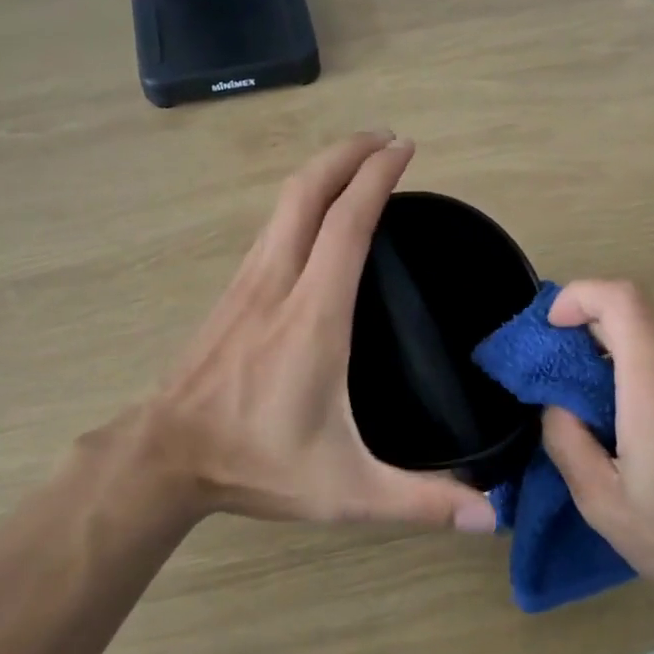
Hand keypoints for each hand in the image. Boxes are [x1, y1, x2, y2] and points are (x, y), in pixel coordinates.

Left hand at [136, 132, 499, 532]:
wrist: (164, 457)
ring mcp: (247, 283)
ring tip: (357, 165)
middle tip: (386, 139)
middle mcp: (277, 283)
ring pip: (283, 205)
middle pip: (307, 192)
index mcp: (313, 317)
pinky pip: (270, 229)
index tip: (404, 149)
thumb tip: (489, 514)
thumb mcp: (346, 491)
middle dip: (347, 152)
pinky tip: (316, 219)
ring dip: (322, 172)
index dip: (376, 178)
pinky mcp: (230, 294)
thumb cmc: (255, 464)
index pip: (347, 224)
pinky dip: (300, 203)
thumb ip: (419, 502)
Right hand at [540, 280, 653, 625]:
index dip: (581, 296)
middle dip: (588, 342)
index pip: (623, 300)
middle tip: (563, 390)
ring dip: (619, 370)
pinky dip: (648, 385)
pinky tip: (646, 441)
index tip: (553, 328)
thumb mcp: (603, 505)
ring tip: (604, 427)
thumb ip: (567, 441)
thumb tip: (558, 404)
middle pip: (634, 325)